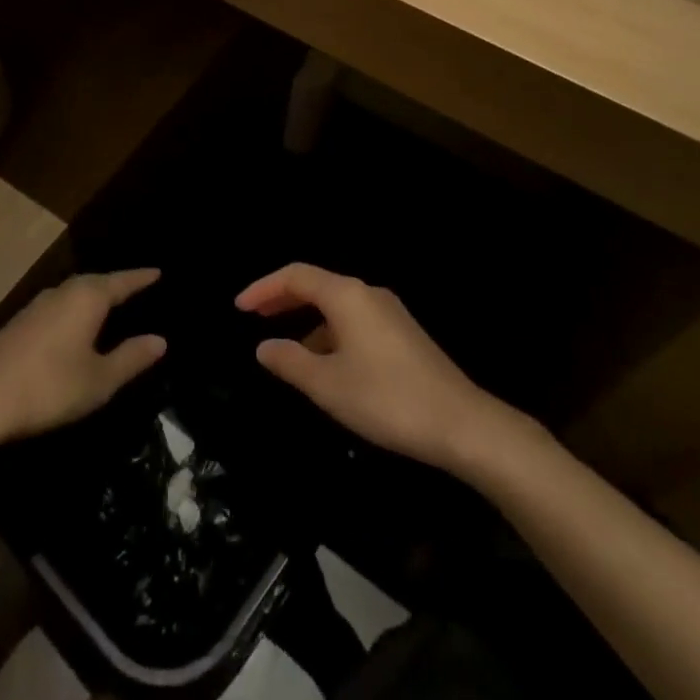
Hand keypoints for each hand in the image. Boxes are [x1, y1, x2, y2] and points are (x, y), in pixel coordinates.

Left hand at [0, 270, 167, 444]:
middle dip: (116, 285)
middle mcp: (63, 292)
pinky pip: (58, 306)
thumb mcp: (99, 380)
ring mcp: (37, 305)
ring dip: (92, 296)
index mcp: (87, 298)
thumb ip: (131, 358)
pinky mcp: (19, 323)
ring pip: (73, 292)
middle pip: (96, 282)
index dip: (141, 278)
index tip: (158, 271)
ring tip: (107, 305)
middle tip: (135, 287)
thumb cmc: (50, 387)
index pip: (122, 282)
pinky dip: (73, 310)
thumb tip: (160, 340)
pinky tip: (73, 326)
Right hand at [235, 263, 504, 472]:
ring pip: (337, 305)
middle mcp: (368, 293)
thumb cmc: (386, 398)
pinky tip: (326, 365)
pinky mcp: (402, 334)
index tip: (239, 307)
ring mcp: (389, 312)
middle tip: (254, 316)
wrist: (460, 423)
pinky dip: (330, 333)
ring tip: (286, 349)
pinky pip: (354, 321)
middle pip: (317, 285)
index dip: (264, 288)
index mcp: (347, 295)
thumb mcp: (328, 385)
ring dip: (307, 320)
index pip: (296, 276)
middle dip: (283, 298)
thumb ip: (290, 361)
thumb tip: (264, 346)